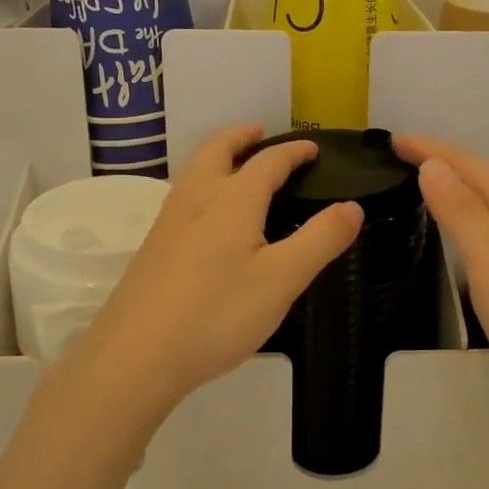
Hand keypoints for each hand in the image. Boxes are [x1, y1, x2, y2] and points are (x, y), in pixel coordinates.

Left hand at [61, 125, 363, 419]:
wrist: (136, 355)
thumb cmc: (217, 313)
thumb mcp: (282, 280)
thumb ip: (320, 240)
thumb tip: (353, 206)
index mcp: (233, 199)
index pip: (268, 161)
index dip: (294, 151)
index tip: (313, 149)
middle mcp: (197, 198)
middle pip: (218, 149)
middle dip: (241, 136)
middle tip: (261, 134)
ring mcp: (169, 221)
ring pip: (195, 170)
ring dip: (219, 156)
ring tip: (237, 166)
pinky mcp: (154, 247)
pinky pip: (184, 195)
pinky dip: (204, 183)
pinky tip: (209, 216)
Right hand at [394, 135, 488, 436]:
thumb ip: (465, 214)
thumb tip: (434, 165)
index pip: (471, 167)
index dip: (432, 149)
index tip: (392, 140)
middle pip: (485, 180)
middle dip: (443, 163)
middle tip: (400, 159)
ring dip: (458, 189)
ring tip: (424, 188)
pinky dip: (473, 219)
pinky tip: (465, 236)